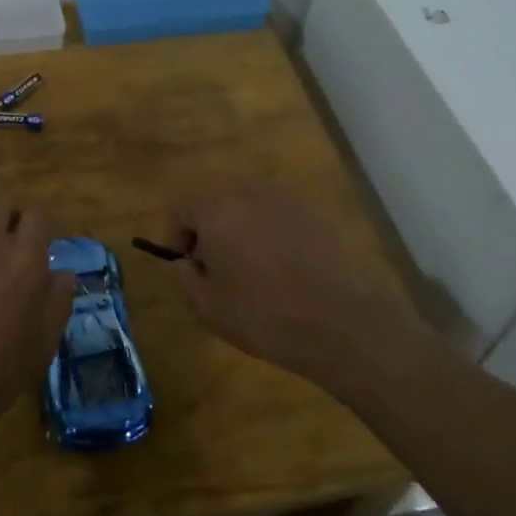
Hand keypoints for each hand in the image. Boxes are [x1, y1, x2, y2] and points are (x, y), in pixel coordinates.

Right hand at [168, 182, 409, 388]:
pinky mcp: (313, 214)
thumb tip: (182, 262)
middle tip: (215, 266)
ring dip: (239, 227)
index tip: (187, 266)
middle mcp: (248, 193)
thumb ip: (183, 277)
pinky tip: (280, 267)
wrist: (338, 322)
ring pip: (248, 204)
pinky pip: (276, 215)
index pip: (182, 209)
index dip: (176, 237)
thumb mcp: (206, 307)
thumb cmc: (262, 315)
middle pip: (215, 200)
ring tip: (248, 266)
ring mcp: (285, 200)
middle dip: (208, 228)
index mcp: (216, 211)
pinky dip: (269, 232)